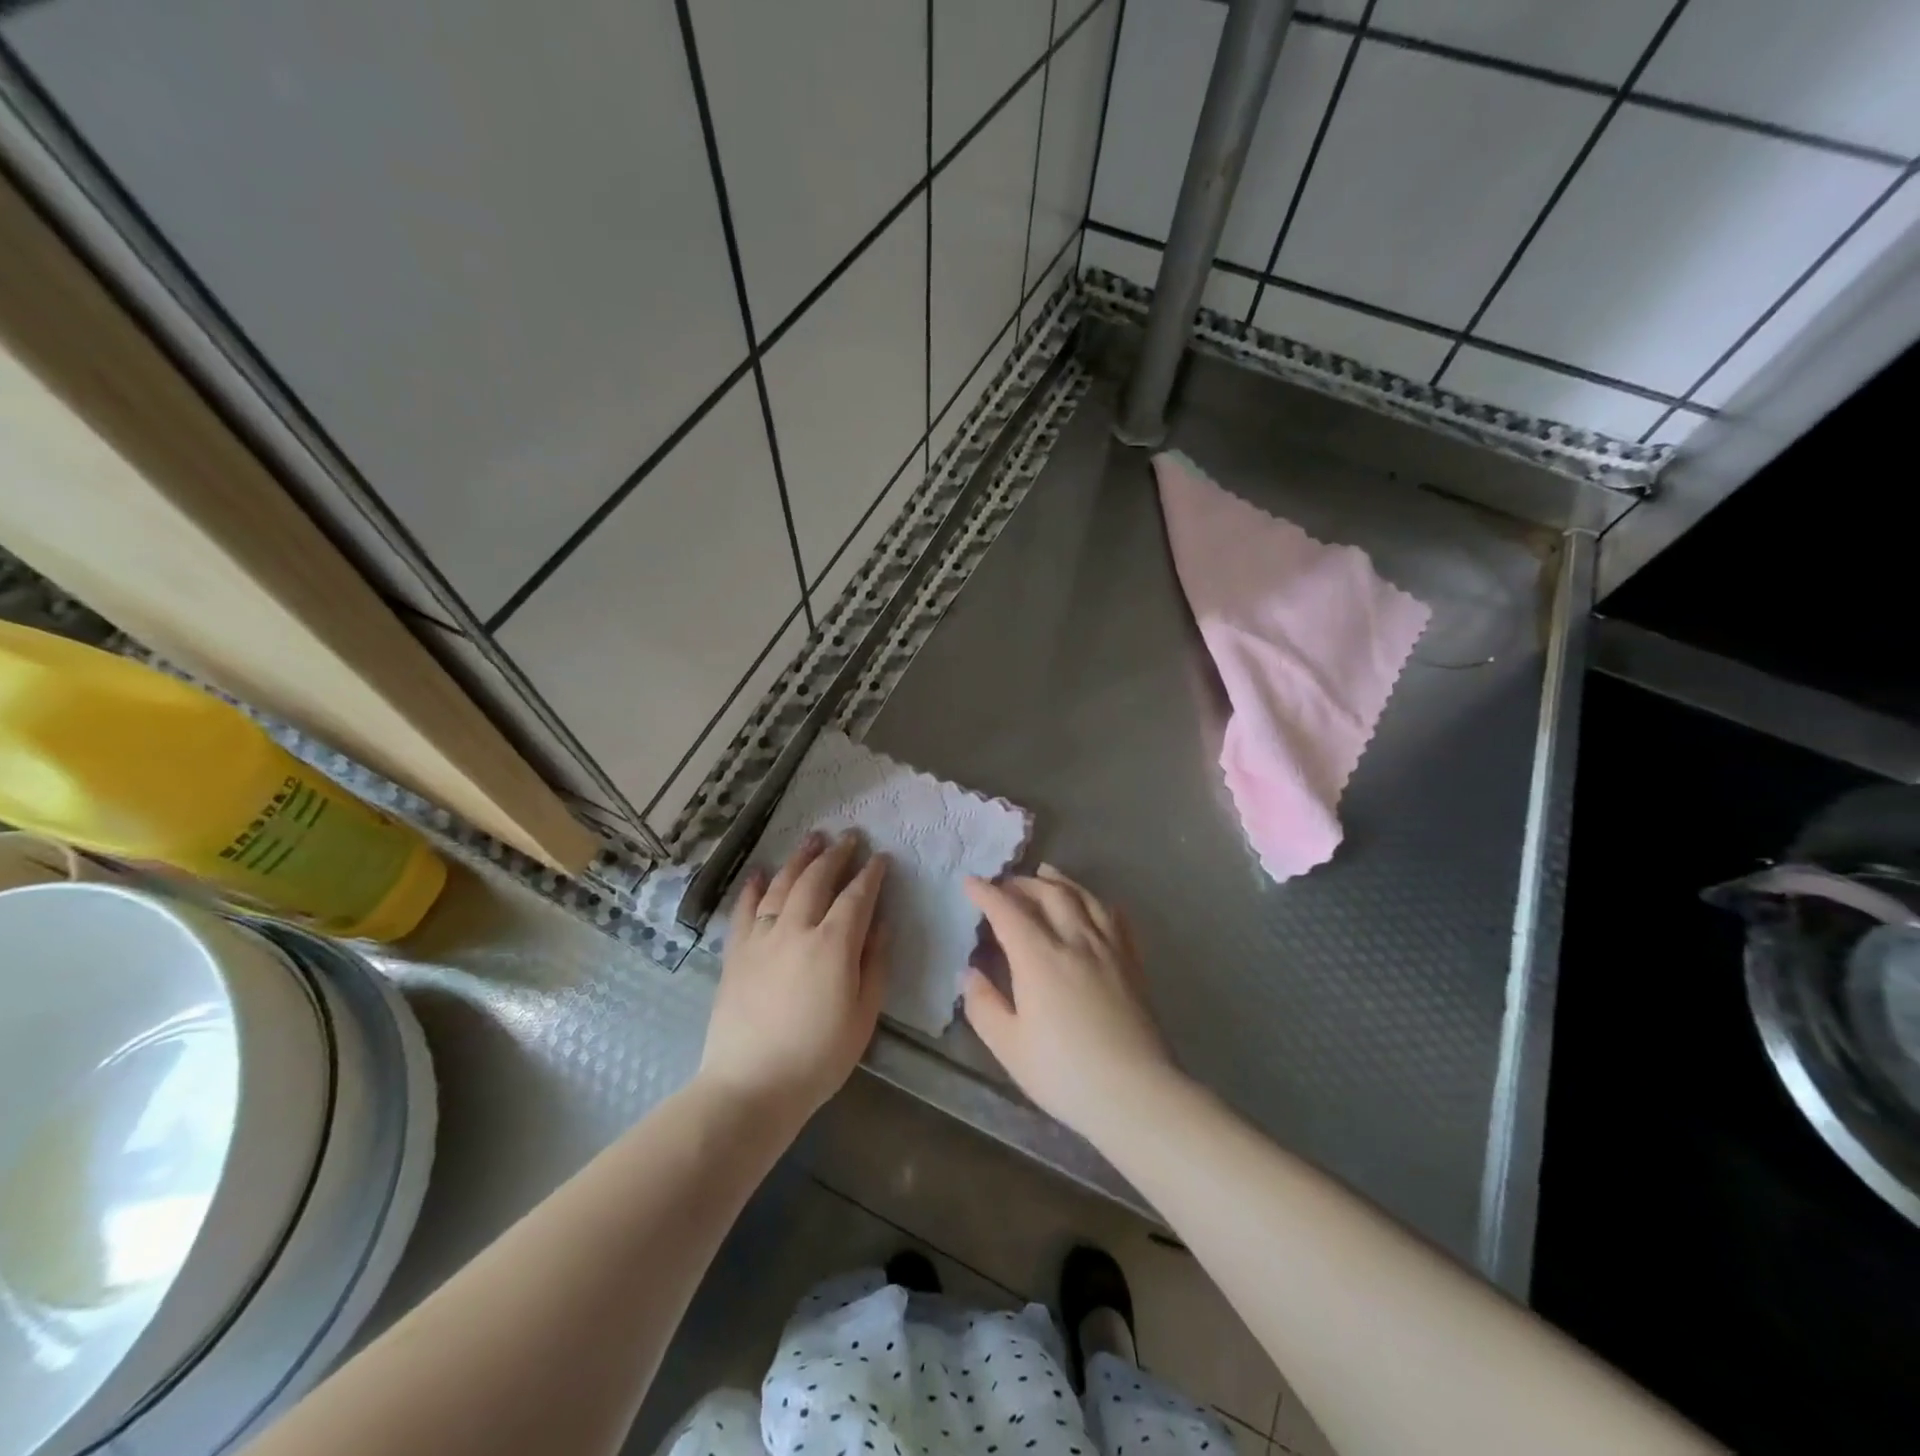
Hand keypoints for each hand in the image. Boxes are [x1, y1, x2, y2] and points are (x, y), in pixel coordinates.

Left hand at [701, 831, 889, 1118]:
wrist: (750, 1086)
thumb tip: (880, 924)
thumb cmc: (818, 1057)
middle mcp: (796, 929)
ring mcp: (761, 938)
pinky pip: (745, 909)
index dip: (871, 874)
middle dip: (836, 854)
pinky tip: (761, 872)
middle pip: (817, 879)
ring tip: (813, 839)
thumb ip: (874, 964)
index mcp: (833, 945)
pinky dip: (754, 887)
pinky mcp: (735, 953)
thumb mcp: (863, 1015)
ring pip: (782, 885)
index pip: (856, 897)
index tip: (881, 858)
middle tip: (849, 837)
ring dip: (800, 859)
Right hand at [962, 864, 1179, 1138]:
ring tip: (1047, 873)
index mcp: (1039, 958)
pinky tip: (1094, 904)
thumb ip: (984, 1005)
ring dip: (1060, 881)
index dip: (986, 893)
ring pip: (1083, 897)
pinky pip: (1114, 917)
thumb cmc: (1064, 1073)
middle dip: (1022, 883)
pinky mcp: (1132, 962)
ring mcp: (1108, 948)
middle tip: (1005, 884)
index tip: (971, 882)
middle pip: (1047, 894)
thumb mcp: (1009, 1046)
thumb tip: (970, 973)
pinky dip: (1097, 901)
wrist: (1135, 1092)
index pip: (1008, 911)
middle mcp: (1074, 940)